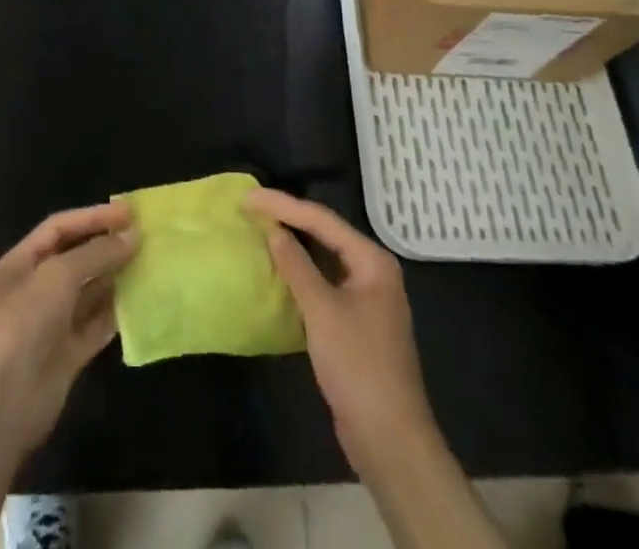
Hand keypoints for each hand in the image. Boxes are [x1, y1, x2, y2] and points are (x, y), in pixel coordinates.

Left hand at [0, 202, 137, 465]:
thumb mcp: (58, 275)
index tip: (129, 214)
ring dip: (116, 279)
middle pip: (75, 259)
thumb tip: (132, 236)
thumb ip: (96, 253)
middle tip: (146, 238)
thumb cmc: (21, 323)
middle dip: (107, 247)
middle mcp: (35, 290)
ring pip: (88, 293)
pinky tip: (141, 304)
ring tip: (150, 266)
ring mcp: (50, 325)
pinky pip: (95, 327)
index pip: (60, 228)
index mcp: (21, 263)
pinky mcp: (66, 357)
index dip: (93, 217)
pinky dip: (116, 315)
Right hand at [245, 188, 437, 475]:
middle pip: (325, 234)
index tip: (249, 197)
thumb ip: (296, 266)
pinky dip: (301, 273)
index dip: (283, 205)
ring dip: (294, 245)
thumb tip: (273, 230)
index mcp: (372, 260)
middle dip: (289, 218)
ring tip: (260, 229)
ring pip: (324, 258)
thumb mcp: (322, 311)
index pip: (322, 219)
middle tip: (252, 207)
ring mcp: (366, 298)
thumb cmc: (358, 366)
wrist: (390, 439)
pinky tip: (279, 271)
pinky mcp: (356, 322)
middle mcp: (373, 271)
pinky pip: (324, 283)